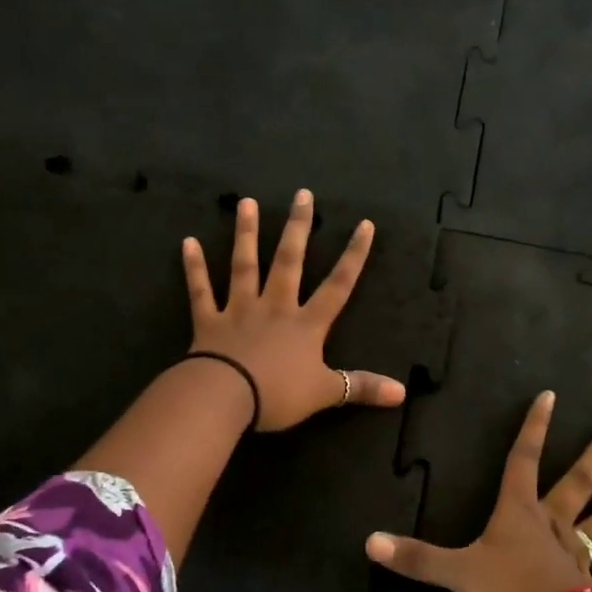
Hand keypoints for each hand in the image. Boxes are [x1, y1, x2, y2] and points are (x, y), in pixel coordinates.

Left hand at [182, 190, 406, 431]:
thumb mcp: (325, 393)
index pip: (338, 285)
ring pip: (245, 265)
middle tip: (301, 194)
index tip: (364, 224)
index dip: (353, 256)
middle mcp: (275, 307)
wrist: (226, 397)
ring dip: (246, 233)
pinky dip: (194, 267)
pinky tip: (188, 242)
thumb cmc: (278, 394)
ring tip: (247, 203)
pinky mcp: (209, 321)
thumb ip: (361, 387)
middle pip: (289, 261)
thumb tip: (403, 393)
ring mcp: (240, 310)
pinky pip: (201, 290)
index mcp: (306, 324)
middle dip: (298, 228)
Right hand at [365, 390, 591, 591]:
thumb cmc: (506, 589)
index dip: (534, 427)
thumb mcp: (455, 572)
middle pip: (581, 480)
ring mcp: (582, 554)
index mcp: (520, 512)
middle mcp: (555, 524)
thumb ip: (415, 557)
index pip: (524, 459)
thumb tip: (369, 542)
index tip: (550, 395)